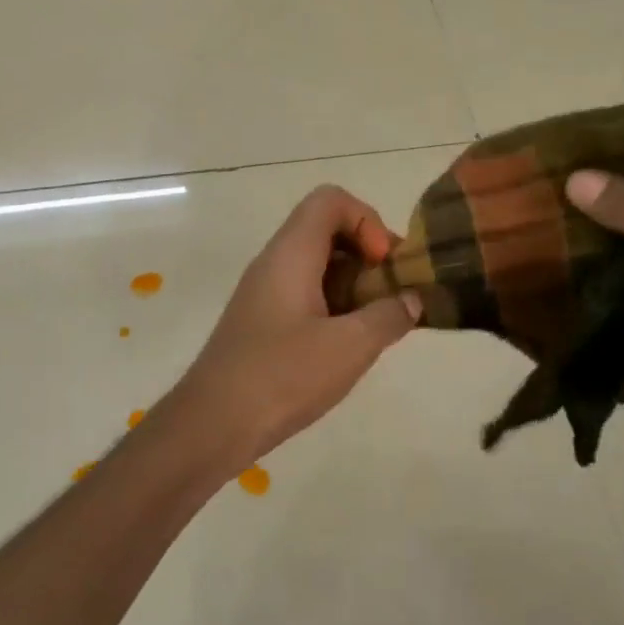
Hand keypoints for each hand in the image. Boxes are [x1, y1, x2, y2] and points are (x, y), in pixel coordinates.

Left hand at [172, 185, 420, 471]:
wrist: (212, 424)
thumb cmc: (282, 376)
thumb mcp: (350, 347)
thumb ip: (388, 317)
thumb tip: (411, 301)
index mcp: (291, 253)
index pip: (330, 200)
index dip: (367, 220)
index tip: (383, 264)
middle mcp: (274, 263)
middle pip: (326, 230)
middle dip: (367, 254)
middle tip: (392, 294)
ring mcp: (264, 293)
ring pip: (316, 265)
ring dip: (353, 284)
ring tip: (377, 324)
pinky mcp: (261, 322)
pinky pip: (304, 294)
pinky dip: (334, 306)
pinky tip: (347, 346)